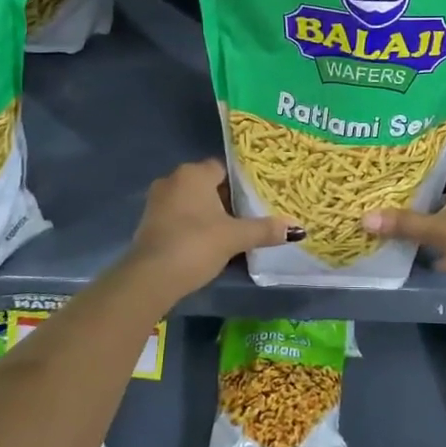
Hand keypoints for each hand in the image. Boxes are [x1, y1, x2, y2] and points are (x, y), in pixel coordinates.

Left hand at [118, 159, 299, 303]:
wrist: (150, 278)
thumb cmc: (195, 245)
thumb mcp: (235, 237)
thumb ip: (264, 230)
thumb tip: (297, 229)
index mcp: (193, 173)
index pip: (223, 168)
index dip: (240, 183)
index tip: (255, 198)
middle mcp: (173, 180)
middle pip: (207, 184)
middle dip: (225, 200)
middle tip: (247, 216)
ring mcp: (157, 201)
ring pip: (191, 201)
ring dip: (207, 214)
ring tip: (230, 231)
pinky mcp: (148, 223)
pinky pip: (178, 217)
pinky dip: (192, 226)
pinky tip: (205, 243)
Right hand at [361, 150, 445, 309]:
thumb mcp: (441, 229)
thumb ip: (406, 224)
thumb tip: (364, 219)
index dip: (426, 144)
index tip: (400, 142)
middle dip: (422, 181)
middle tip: (390, 178)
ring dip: (433, 211)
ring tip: (401, 211)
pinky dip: (445, 239)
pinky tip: (427, 254)